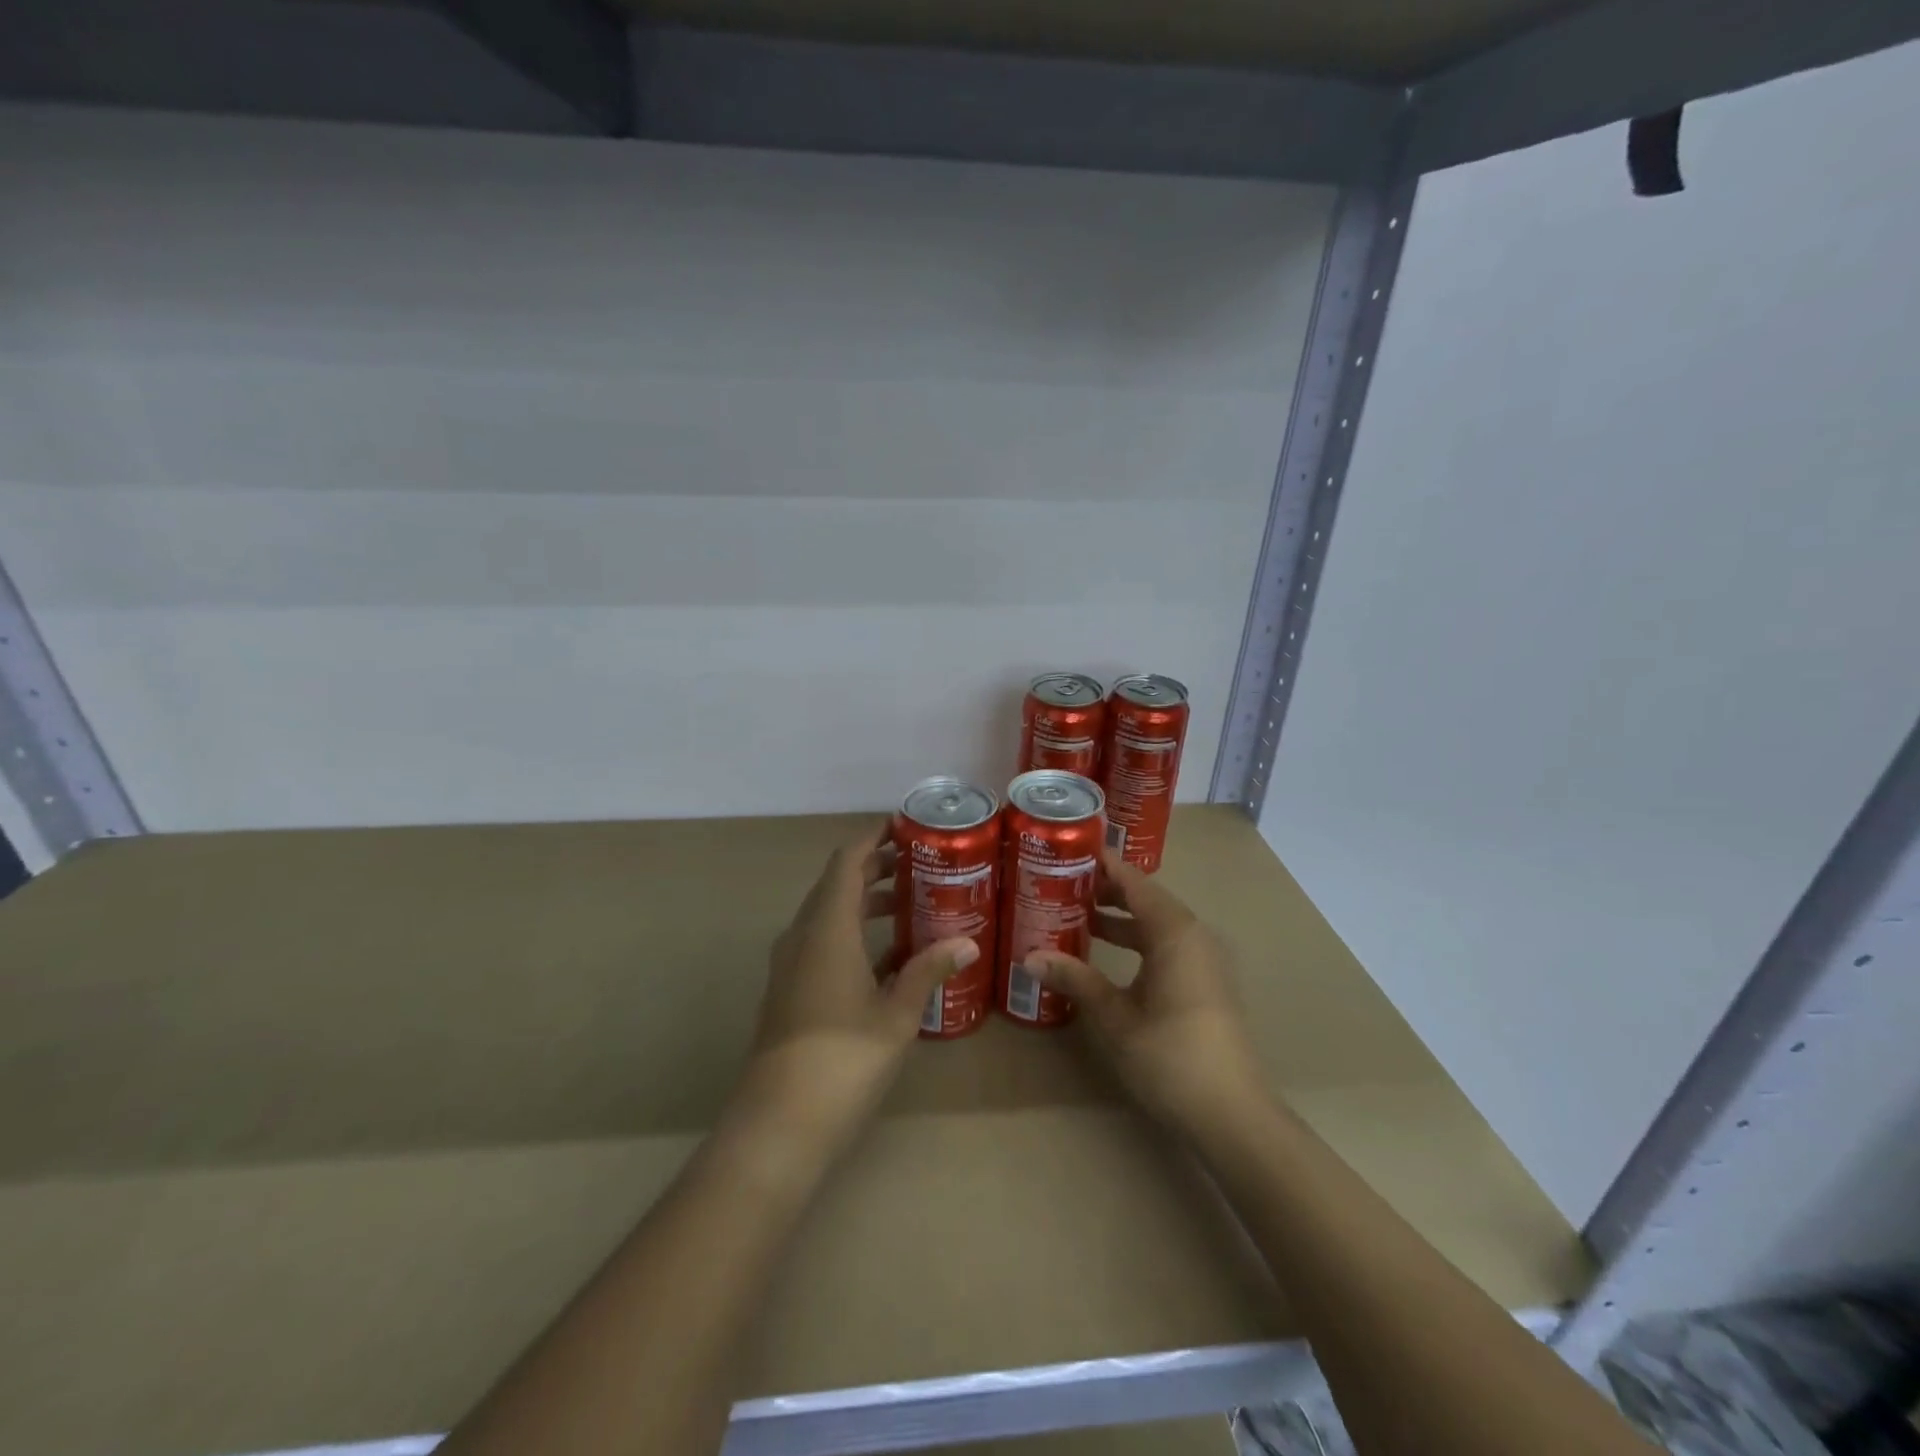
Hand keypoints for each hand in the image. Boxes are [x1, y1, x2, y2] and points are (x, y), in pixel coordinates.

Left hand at [736, 823, 977, 1150]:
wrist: (779, 1121)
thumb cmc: (843, 1057)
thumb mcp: (896, 1013)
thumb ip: (928, 972)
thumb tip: (967, 943)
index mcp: (827, 926)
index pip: (847, 861)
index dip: (872, 838)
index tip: (903, 826)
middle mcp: (803, 934)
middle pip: (837, 884)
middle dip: (875, 868)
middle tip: (919, 863)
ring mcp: (792, 963)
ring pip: (829, 914)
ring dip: (864, 902)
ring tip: (910, 903)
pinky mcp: (790, 989)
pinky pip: (822, 942)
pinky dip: (853, 934)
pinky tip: (888, 956)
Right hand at [1027, 853, 1267, 1138]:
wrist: (1232, 1114)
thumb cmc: (1170, 1056)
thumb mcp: (1115, 1016)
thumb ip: (1075, 979)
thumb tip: (1030, 957)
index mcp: (1174, 931)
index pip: (1134, 881)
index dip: (1102, 865)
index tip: (1067, 852)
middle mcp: (1193, 935)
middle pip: (1145, 898)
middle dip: (1105, 890)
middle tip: (1060, 884)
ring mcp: (1203, 959)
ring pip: (1155, 923)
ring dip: (1119, 918)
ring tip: (1074, 915)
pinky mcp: (1204, 982)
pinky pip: (1165, 944)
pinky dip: (1136, 940)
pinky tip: (1105, 954)